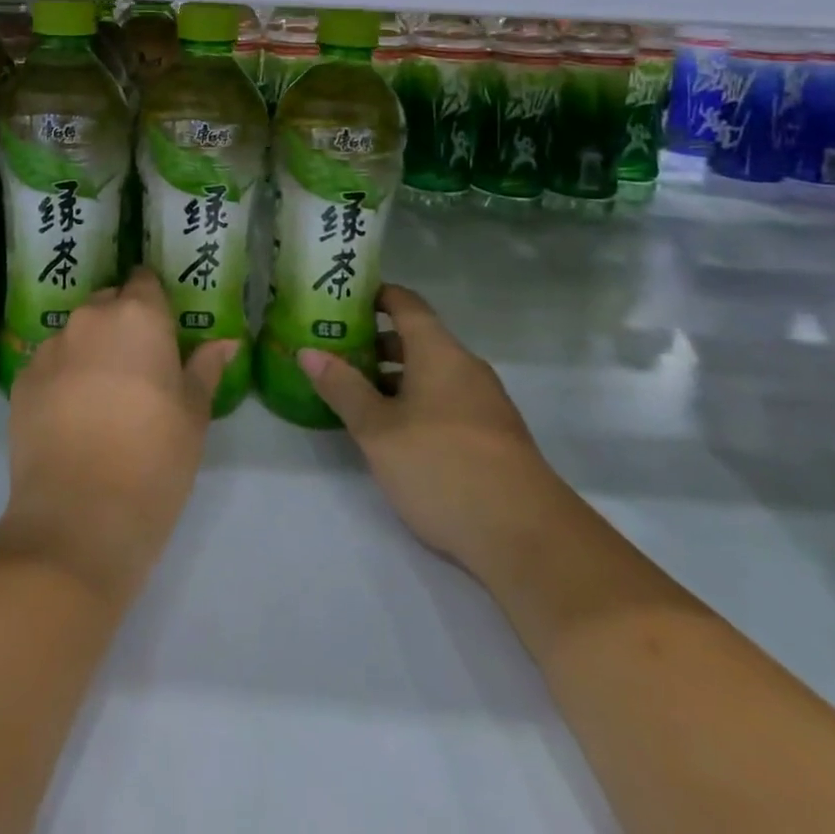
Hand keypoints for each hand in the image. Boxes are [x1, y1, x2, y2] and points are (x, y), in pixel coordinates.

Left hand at [0, 269, 236, 601]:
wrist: (78, 518)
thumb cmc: (154, 459)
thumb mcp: (194, 414)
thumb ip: (205, 368)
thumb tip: (225, 341)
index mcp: (138, 316)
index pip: (144, 280)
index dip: (154, 299)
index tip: (163, 327)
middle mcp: (89, 319)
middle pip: (108, 304)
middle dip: (122, 324)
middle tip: (139, 368)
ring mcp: (49, 348)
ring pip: (76, 334)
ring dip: (90, 351)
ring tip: (102, 398)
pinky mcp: (21, 380)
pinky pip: (49, 364)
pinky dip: (62, 378)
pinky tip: (72, 418)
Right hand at [299, 284, 551, 578]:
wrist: (526, 537)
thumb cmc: (442, 466)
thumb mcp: (378, 429)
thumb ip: (342, 388)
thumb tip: (308, 351)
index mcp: (439, 352)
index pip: (406, 303)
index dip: (374, 295)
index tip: (341, 299)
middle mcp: (465, 367)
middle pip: (417, 339)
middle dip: (375, 343)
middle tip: (335, 352)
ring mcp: (484, 403)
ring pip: (431, 374)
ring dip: (394, 378)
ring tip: (355, 395)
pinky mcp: (493, 437)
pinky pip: (446, 401)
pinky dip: (415, 403)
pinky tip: (393, 433)